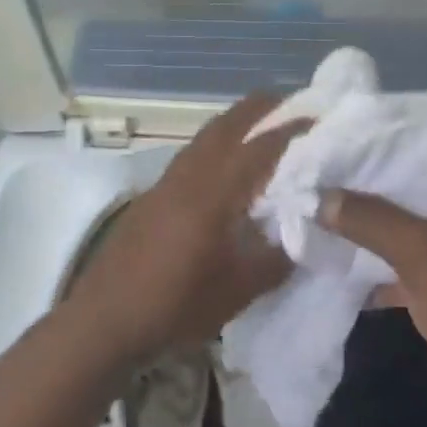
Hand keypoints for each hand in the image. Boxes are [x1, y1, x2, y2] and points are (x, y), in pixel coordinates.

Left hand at [67, 92, 305, 359]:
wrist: (105, 320)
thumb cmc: (175, 305)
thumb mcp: (238, 290)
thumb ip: (276, 259)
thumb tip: (302, 237)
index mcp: (214, 194)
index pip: (260, 147)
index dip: (293, 130)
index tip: (321, 119)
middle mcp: (188, 176)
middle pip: (227, 125)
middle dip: (261, 109)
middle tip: (292, 105)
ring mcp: (165, 184)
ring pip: (205, 138)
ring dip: (236, 125)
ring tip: (264, 131)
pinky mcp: (151, 198)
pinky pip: (191, 156)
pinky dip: (216, 147)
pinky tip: (226, 171)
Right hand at [320, 133, 426, 419]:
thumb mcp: (420, 253)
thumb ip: (369, 220)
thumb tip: (320, 197)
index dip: (400, 132)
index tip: (355, 131)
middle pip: (425, 180)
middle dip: (379, 178)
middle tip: (333, 169)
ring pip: (418, 221)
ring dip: (379, 220)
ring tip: (332, 206)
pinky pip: (417, 258)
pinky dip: (387, 258)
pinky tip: (347, 259)